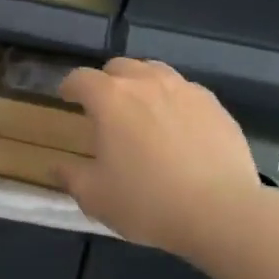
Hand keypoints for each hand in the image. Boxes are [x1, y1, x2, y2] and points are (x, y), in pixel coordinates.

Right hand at [58, 58, 266, 262]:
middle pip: (118, 66)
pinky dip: (173, 100)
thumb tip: (56, 166)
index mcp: (110, 98)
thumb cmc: (148, 202)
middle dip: (106, 81)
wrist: (222, 212)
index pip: (80, 78)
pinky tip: (178, 126)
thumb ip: (71, 177)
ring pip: (154, 71)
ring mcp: (184, 89)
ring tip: (142, 110)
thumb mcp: (96, 197)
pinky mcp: (213, 104)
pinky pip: (185, 90)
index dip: (69, 86)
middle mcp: (145, 82)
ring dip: (141, 84)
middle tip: (105, 107)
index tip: (67, 98)